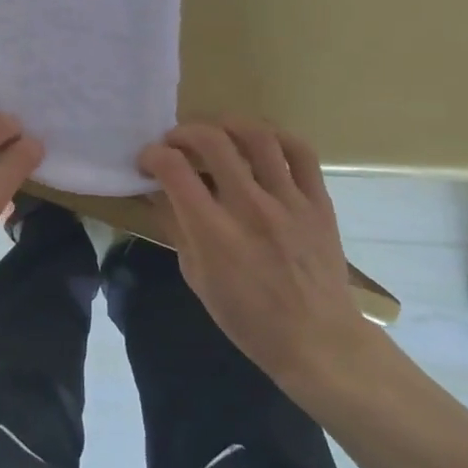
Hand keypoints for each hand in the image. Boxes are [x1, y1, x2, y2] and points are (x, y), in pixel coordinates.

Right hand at [138, 120, 380, 403]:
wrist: (319, 342)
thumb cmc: (249, 320)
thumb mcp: (197, 278)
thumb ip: (176, 228)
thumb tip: (157, 191)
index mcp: (215, 233)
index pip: (174, 170)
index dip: (152, 156)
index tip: (148, 162)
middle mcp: (251, 209)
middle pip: (212, 141)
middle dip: (183, 132)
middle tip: (176, 144)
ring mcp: (289, 202)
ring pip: (257, 137)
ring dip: (227, 125)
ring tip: (216, 132)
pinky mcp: (319, 203)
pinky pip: (301, 153)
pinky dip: (277, 137)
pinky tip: (261, 142)